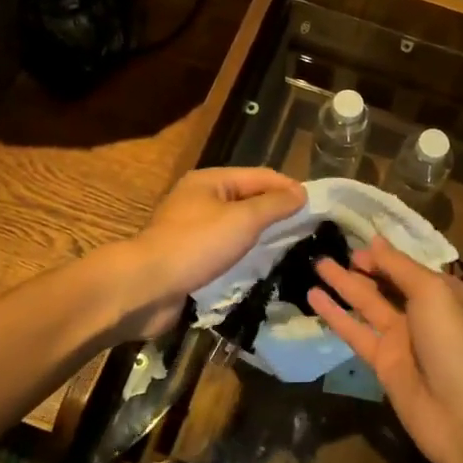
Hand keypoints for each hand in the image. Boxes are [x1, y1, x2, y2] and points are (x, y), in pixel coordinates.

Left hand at [119, 167, 305, 339]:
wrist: (146, 287)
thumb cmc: (196, 245)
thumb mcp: (243, 220)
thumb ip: (274, 205)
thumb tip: (301, 193)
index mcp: (210, 180)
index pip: (259, 175)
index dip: (288, 187)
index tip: (316, 206)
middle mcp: (199, 198)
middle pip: (247, 198)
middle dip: (275, 210)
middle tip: (307, 227)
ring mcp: (191, 228)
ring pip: (235, 225)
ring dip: (260, 234)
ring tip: (290, 246)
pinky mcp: (188, 256)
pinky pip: (223, 248)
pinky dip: (243, 253)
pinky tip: (260, 265)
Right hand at [309, 238, 462, 462]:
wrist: (462, 414)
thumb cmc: (453, 342)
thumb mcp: (432, 293)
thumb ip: (399, 267)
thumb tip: (375, 241)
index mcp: (441, 292)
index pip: (405, 266)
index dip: (381, 254)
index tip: (354, 240)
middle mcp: (420, 311)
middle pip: (385, 283)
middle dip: (361, 267)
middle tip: (329, 250)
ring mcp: (400, 338)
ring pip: (366, 304)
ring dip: (342, 285)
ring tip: (316, 264)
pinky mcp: (381, 362)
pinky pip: (354, 332)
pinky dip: (335, 315)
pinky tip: (313, 297)